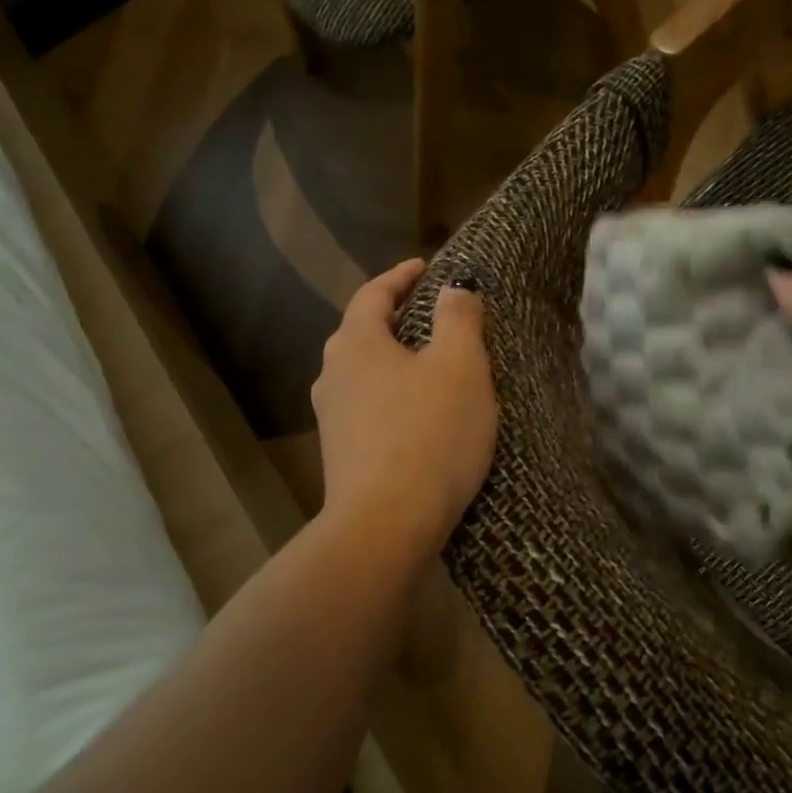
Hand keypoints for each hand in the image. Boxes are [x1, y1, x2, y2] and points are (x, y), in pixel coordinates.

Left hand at [312, 260, 497, 561]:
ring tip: (433, 366)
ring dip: (397, 362)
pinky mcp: (341, 454)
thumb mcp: (460, 367)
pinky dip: (395, 397)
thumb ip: (458, 318)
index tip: (426, 267)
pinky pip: (370, 408)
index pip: (374, 293)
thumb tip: (454, 286)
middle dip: (399, 319)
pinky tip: (421, 415)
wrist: (386, 525)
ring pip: (367, 374)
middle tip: (437, 316)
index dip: (401, 276)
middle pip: (366, 332)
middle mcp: (332, 374)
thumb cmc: (429, 434)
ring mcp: (331, 417)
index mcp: (355, 343)